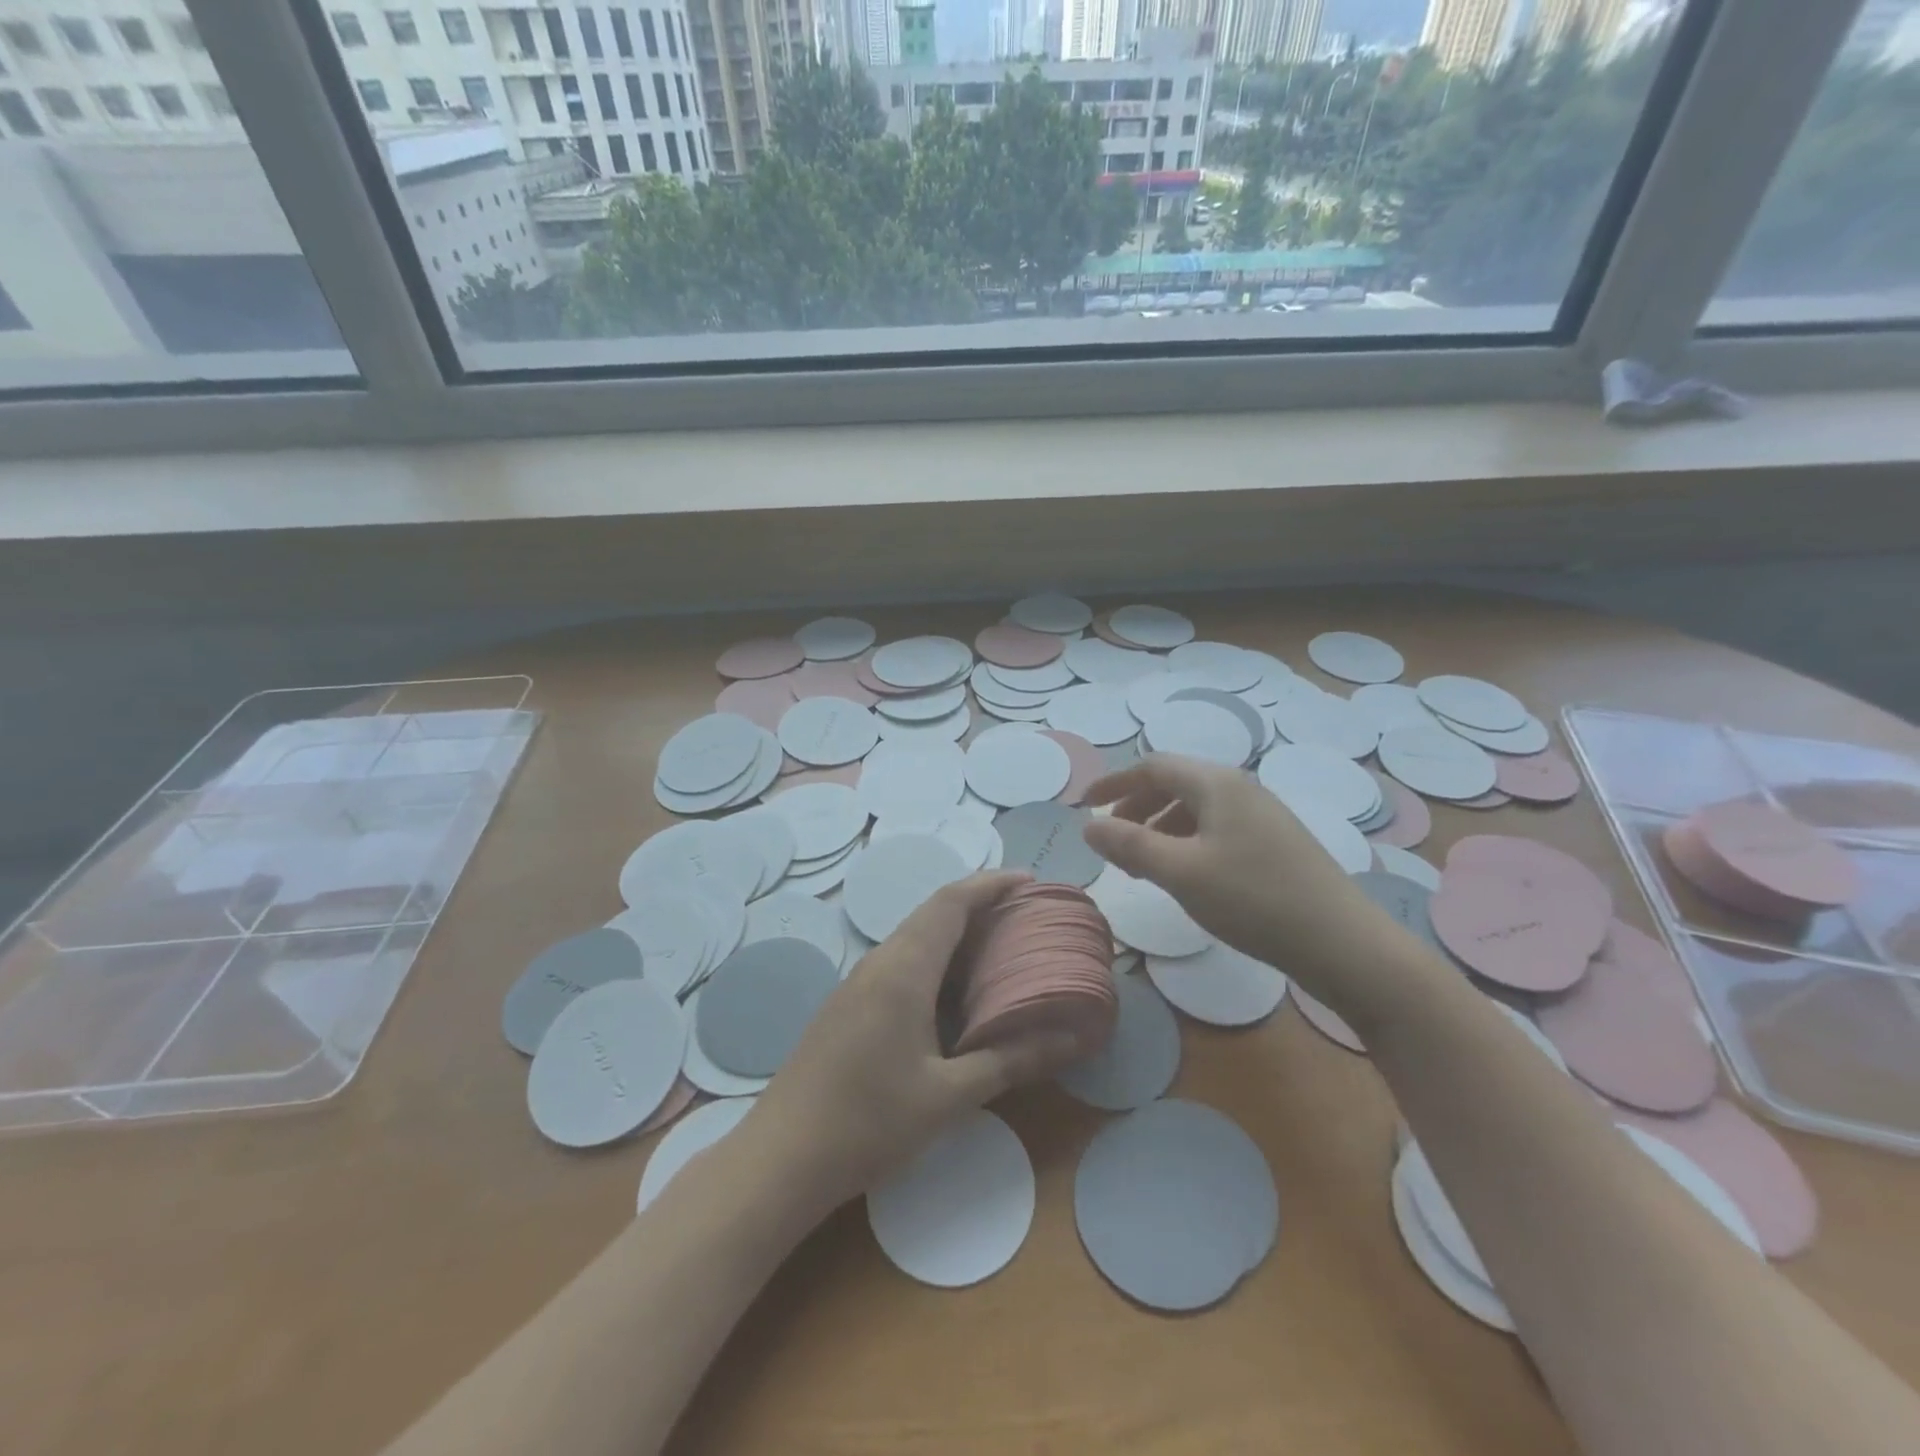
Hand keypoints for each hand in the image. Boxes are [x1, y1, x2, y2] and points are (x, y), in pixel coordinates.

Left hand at [747, 871, 1082, 1210]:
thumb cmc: (868, 1123)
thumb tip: (1072, 1039)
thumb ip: (1009, 1061)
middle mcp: (879, 963)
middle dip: (979, 904)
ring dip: (956, 932)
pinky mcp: (849, 1005)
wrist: (780, 1158)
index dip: (990, 884)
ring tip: (1000, 947)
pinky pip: (900, 962)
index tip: (1030, 880)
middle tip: (1025, 915)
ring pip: (915, 937)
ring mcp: (858, 983)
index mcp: (903, 970)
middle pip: (933, 913)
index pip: (951, 903)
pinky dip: (936, 959)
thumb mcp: (948, 1097)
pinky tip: (955, 992)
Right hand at [1081, 753, 1377, 986]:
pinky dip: (1187, 842)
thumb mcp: (1180, 873)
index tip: (1084, 806)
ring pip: (1196, 808)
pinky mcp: (1276, 841)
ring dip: (1160, 827)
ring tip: (1143, 865)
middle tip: (1112, 841)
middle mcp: (1240, 788)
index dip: (1114, 783)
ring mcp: (1262, 814)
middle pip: (1175, 783)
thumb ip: (1129, 845)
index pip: (1153, 767)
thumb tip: (1088, 826)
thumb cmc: (1254, 900)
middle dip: (1136, 807)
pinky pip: (1217, 827)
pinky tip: (1186, 875)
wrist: (1343, 943)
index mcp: (1216, 784)